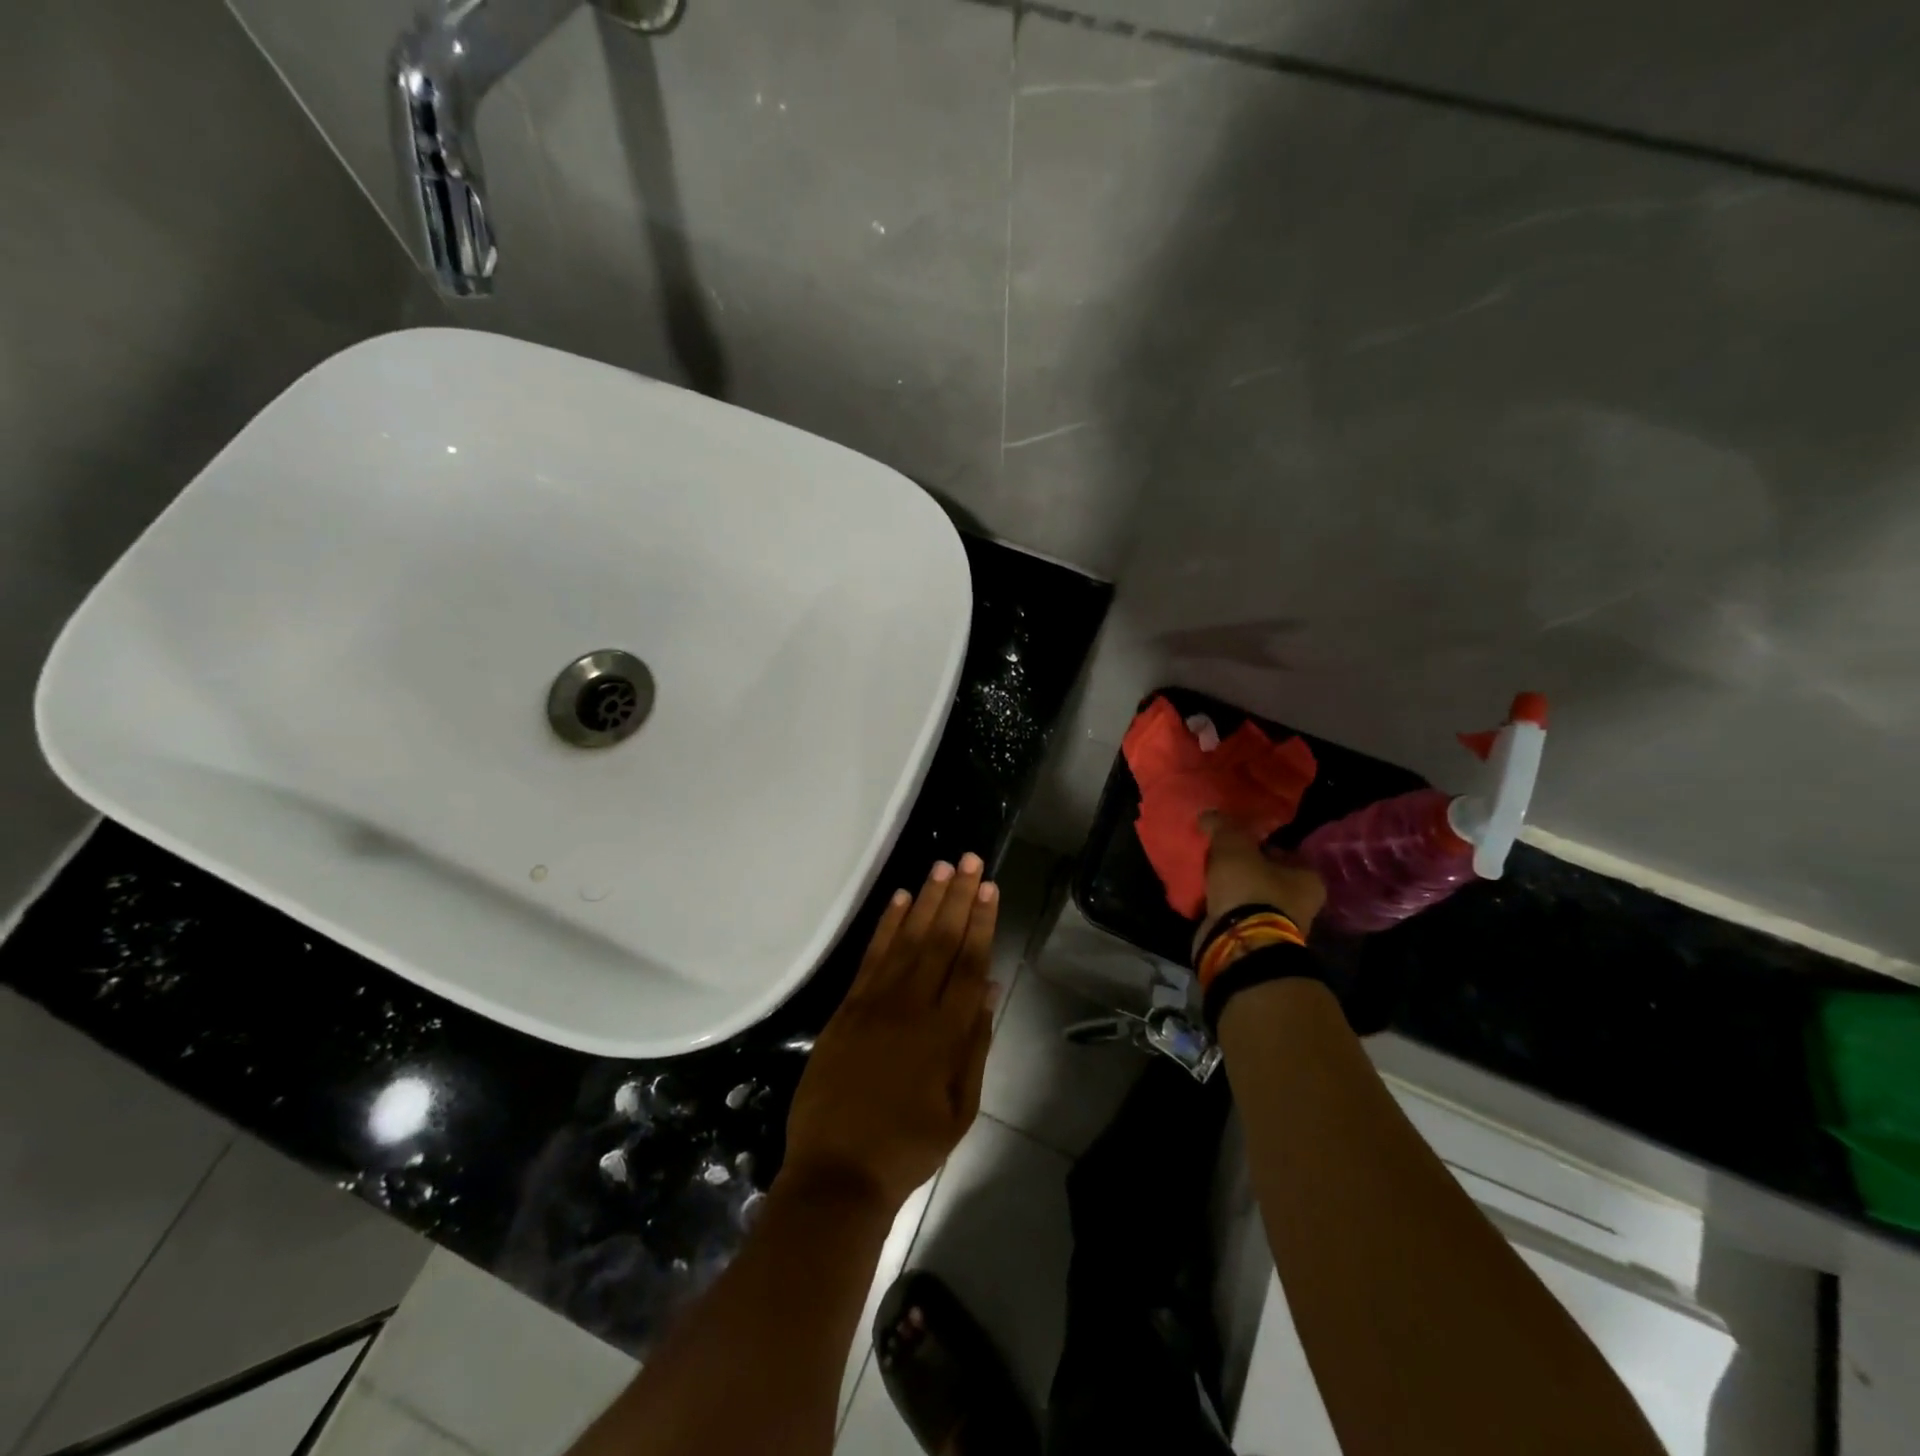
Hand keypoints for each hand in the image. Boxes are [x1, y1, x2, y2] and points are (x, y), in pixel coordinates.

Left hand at [782, 853, 999, 1211]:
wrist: (838, 1173)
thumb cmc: (908, 1147)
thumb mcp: (960, 1108)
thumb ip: (975, 1045)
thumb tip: (988, 990)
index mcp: (945, 1034)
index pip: (969, 964)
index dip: (982, 923)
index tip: (990, 888)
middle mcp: (912, 1007)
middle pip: (941, 941)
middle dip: (959, 898)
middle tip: (971, 860)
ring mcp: (875, 1004)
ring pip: (908, 941)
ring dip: (927, 901)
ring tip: (943, 867)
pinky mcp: (847, 1008)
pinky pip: (871, 958)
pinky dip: (886, 926)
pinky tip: (901, 900)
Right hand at [1196, 813, 1326, 954]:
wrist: (1238, 943)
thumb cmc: (1249, 888)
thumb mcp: (1233, 845)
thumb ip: (1223, 825)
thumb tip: (1210, 813)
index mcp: (1308, 878)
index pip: (1284, 850)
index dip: (1259, 841)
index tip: (1235, 836)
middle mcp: (1299, 903)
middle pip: (1265, 874)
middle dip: (1242, 865)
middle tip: (1216, 853)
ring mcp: (1276, 924)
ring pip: (1248, 895)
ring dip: (1229, 887)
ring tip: (1204, 872)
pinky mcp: (1252, 938)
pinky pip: (1234, 914)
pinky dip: (1220, 906)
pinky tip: (1202, 895)